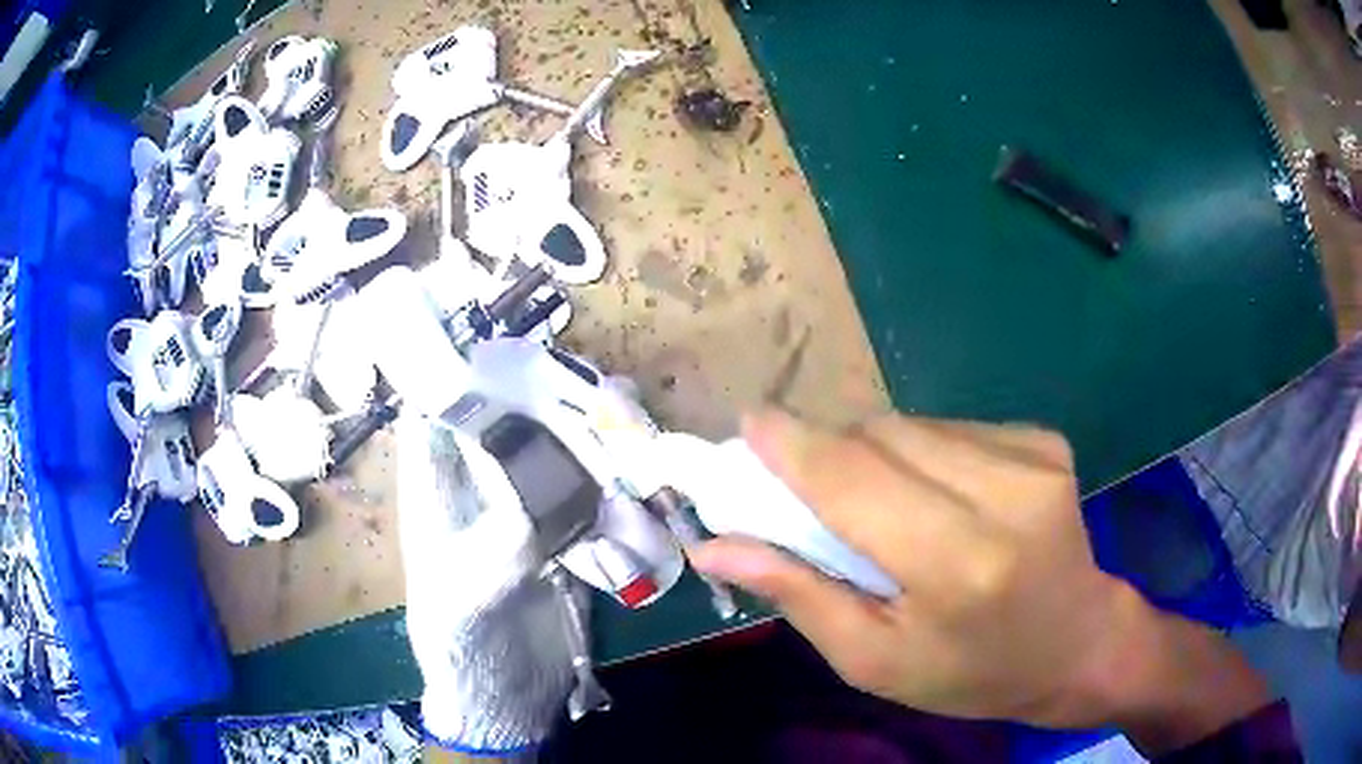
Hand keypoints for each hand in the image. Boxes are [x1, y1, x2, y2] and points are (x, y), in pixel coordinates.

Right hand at [691, 411, 1272, 752]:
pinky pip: (950, 426)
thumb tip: (721, 539)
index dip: (788, 442)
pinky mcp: (1044, 438)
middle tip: (799, 486)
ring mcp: (1030, 451)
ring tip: (886, 514)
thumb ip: (802, 590)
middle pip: (878, 435)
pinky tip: (937, 497)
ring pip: (915, 423)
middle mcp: (998, 485)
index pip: (849, 472)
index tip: (741, 421)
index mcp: (954, 557)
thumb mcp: (879, 659)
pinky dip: (922, 453)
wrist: (1088, 644)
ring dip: (879, 457)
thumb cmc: (980, 676)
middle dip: (827, 452)